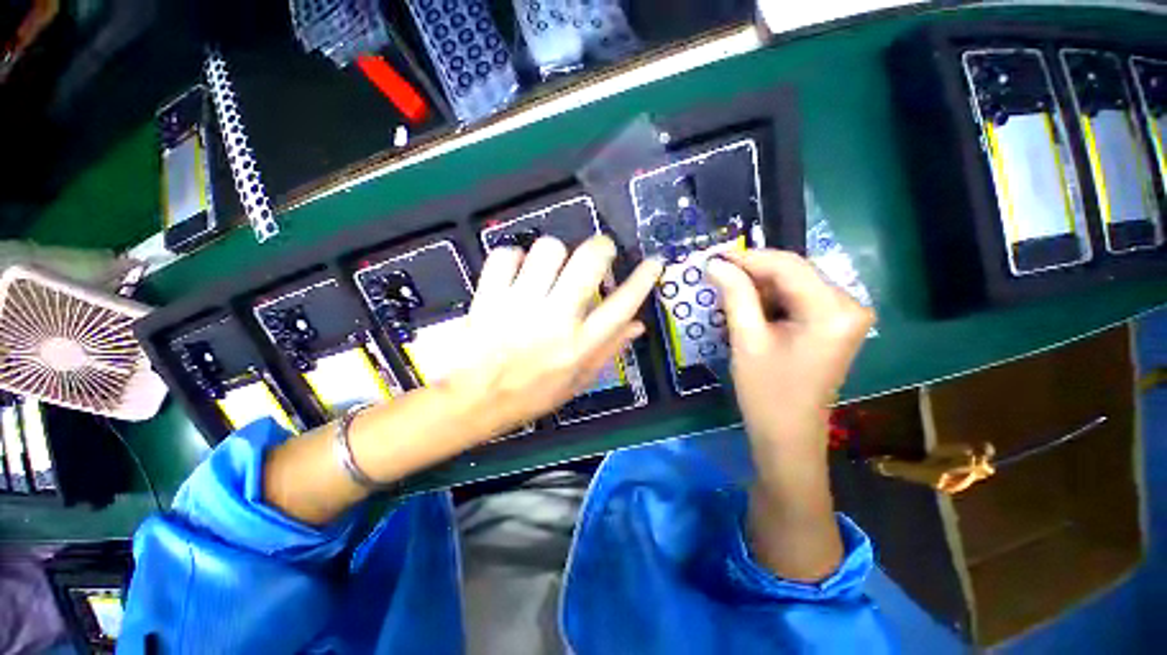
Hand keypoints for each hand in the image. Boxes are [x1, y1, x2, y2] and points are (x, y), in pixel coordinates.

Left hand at [445, 235, 662, 439]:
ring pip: (549, 249)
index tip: (654, 261)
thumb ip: (608, 351)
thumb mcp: (578, 382)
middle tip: (598, 253)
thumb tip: (638, 325)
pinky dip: (514, 258)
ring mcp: (520, 305)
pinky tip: (516, 273)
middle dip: (600, 248)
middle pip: (588, 261)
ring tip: (550, 268)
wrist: (476, 401)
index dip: (643, 279)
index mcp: (580, 346)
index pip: (622, 305)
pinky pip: (507, 255)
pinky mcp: (489, 297)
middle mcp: (555, 320)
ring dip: (555, 254)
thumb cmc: (531, 395)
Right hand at [707, 249, 872, 580]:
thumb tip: (716, 263)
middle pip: (793, 272)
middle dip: (752, 271)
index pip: (787, 266)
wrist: (788, 435)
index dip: (747, 258)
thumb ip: (735, 294)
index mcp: (833, 310)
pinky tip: (746, 304)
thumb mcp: (747, 339)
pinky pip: (797, 298)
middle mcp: (848, 304)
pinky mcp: (832, 324)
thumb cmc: (767, 392)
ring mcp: (843, 315)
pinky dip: (769, 298)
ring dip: (758, 285)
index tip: (713, 257)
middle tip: (715, 273)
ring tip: (725, 288)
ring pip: (793, 283)